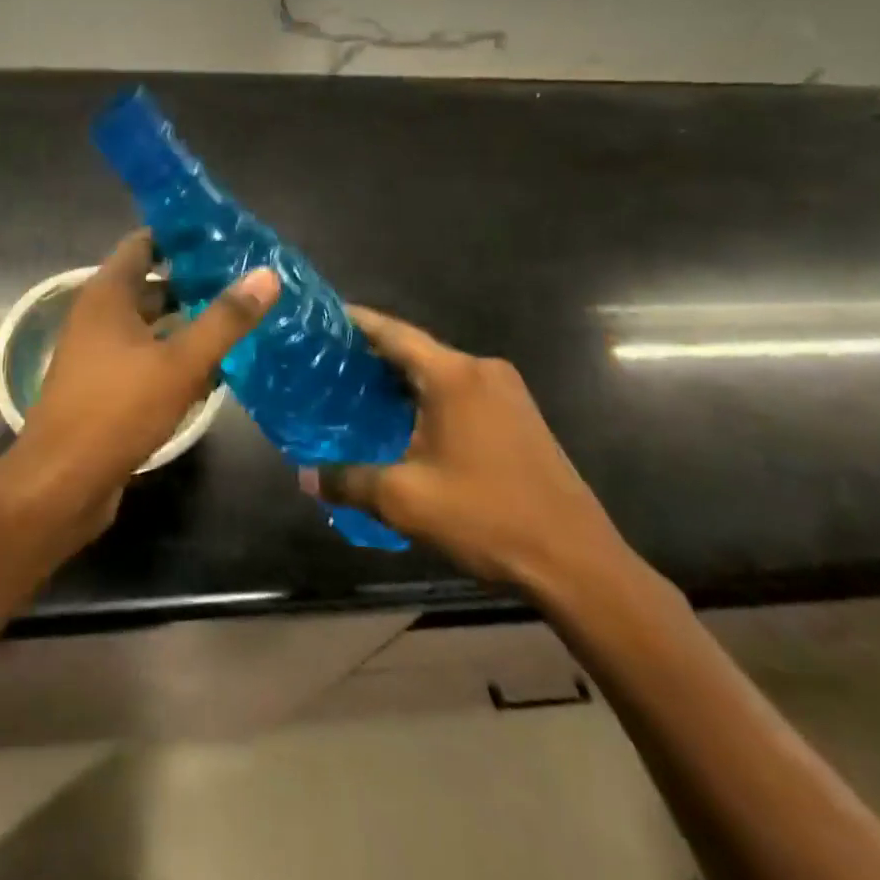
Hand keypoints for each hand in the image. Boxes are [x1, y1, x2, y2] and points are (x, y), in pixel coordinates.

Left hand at [1, 232, 278, 543]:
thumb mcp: (179, 363)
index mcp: (107, 295)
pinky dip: (175, 356)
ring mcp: (100, 353)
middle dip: (194, 281)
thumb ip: (224, 319)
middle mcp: (99, 316)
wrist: (62, 483)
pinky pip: (146, 358)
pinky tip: (214, 368)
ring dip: (188, 321)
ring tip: (239, 318)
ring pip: (151, 325)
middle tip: (245, 278)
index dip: (180, 235)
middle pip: (150, 284)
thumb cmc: (117, 410)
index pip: (143, 244)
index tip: (224, 236)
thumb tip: (266, 274)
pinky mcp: (106, 387)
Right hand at [309, 309, 625, 590]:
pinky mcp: (519, 415)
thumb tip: (304, 477)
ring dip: (400, 378)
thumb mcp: (405, 501)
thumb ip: (349, 481)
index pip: (392, 332)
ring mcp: (506, 391)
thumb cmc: (486, 517)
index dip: (355, 322)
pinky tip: (403, 419)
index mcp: (453, 375)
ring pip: (439, 372)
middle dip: (371, 354)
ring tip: (355, 391)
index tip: (321, 319)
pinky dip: (427, 396)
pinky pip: (460, 391)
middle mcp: (481, 370)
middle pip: (415, 349)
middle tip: (326, 364)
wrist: (576, 561)